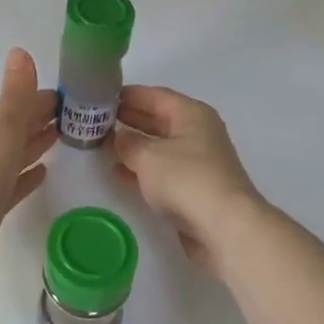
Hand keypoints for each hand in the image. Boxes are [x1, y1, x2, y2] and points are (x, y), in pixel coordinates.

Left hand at [0, 49, 56, 291]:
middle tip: (79, 116)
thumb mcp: (2, 128)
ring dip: (37, 142)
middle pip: (19, 125)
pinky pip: (15, 182)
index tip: (77, 96)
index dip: (47, 98)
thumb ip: (16, 94)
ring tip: (65, 136)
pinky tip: (44, 173)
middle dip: (44, 117)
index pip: (22, 102)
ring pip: (17, 151)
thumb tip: (20, 51)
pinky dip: (28, 174)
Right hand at [111, 86, 264, 271]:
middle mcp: (197, 133)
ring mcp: (198, 162)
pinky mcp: (194, 189)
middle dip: (129, 119)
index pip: (155, 95)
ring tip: (101, 144)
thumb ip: (128, 143)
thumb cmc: (186, 179)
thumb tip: (118, 137)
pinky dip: (141, 170)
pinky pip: (162, 171)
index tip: (101, 96)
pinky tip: (117, 173)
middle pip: (158, 119)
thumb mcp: (148, 156)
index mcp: (191, 114)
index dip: (128, 95)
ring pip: (159, 147)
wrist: (225, 228)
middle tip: (97, 120)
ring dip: (133, 146)